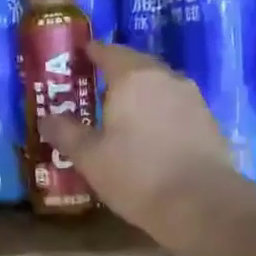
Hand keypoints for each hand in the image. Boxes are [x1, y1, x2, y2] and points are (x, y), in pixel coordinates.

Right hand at [41, 42, 255, 249]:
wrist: (203, 204)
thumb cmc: (137, 173)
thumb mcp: (89, 157)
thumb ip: (65, 132)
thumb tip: (46, 118)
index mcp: (133, 77)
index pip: (108, 51)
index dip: (91, 52)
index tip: (77, 57)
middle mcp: (165, 78)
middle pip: (136, 65)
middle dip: (115, 73)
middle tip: (94, 88)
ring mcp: (192, 99)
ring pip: (159, 87)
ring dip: (139, 94)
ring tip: (120, 114)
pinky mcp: (208, 123)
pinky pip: (175, 107)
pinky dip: (158, 113)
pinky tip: (149, 135)